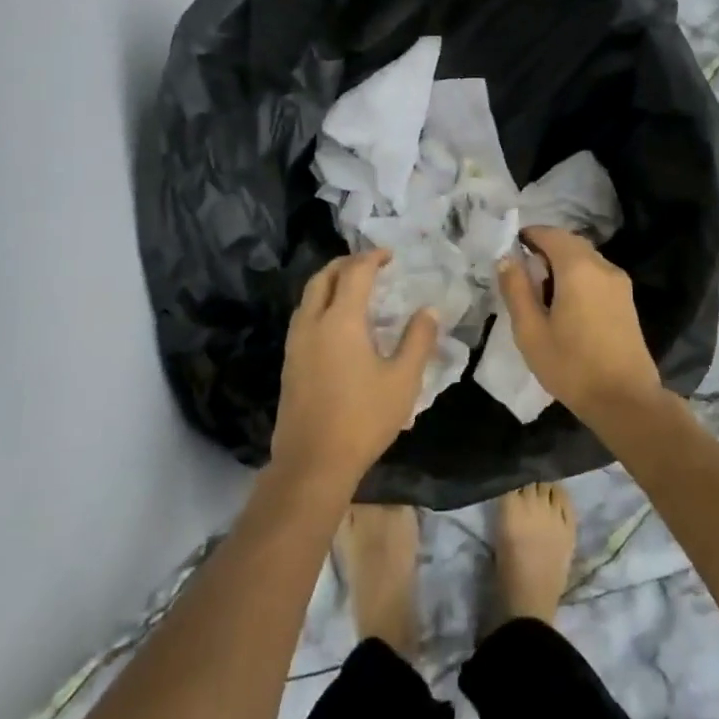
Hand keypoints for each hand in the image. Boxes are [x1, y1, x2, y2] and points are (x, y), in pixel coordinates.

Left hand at [273, 251, 438, 490]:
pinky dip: (322, 303)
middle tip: (371, 264)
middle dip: (346, 263)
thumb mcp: (403, 381)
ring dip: (330, 282)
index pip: (355, 273)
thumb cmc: (363, 419)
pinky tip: (339, 323)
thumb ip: (418, 340)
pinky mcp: (290, 362)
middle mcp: (313, 323)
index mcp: (341, 321)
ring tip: (355, 288)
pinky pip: (304, 316)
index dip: (373, 258)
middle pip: (324, 277)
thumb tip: (428, 310)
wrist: (313, 462)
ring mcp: (296, 343)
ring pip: (309, 296)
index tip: (391, 255)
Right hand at [496, 227, 664, 421]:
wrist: (625, 400)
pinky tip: (566, 304)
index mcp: (578, 268)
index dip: (529, 235)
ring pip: (585, 258)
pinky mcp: (627, 300)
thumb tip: (506, 258)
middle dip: (545, 249)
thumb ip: (516, 289)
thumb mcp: (530, 331)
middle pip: (570, 243)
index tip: (510, 249)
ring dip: (562, 263)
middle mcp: (602, 266)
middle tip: (523, 273)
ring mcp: (619, 283)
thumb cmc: (571, 365)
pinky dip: (578, 276)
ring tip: (542, 292)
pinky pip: (597, 274)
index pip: (551, 234)